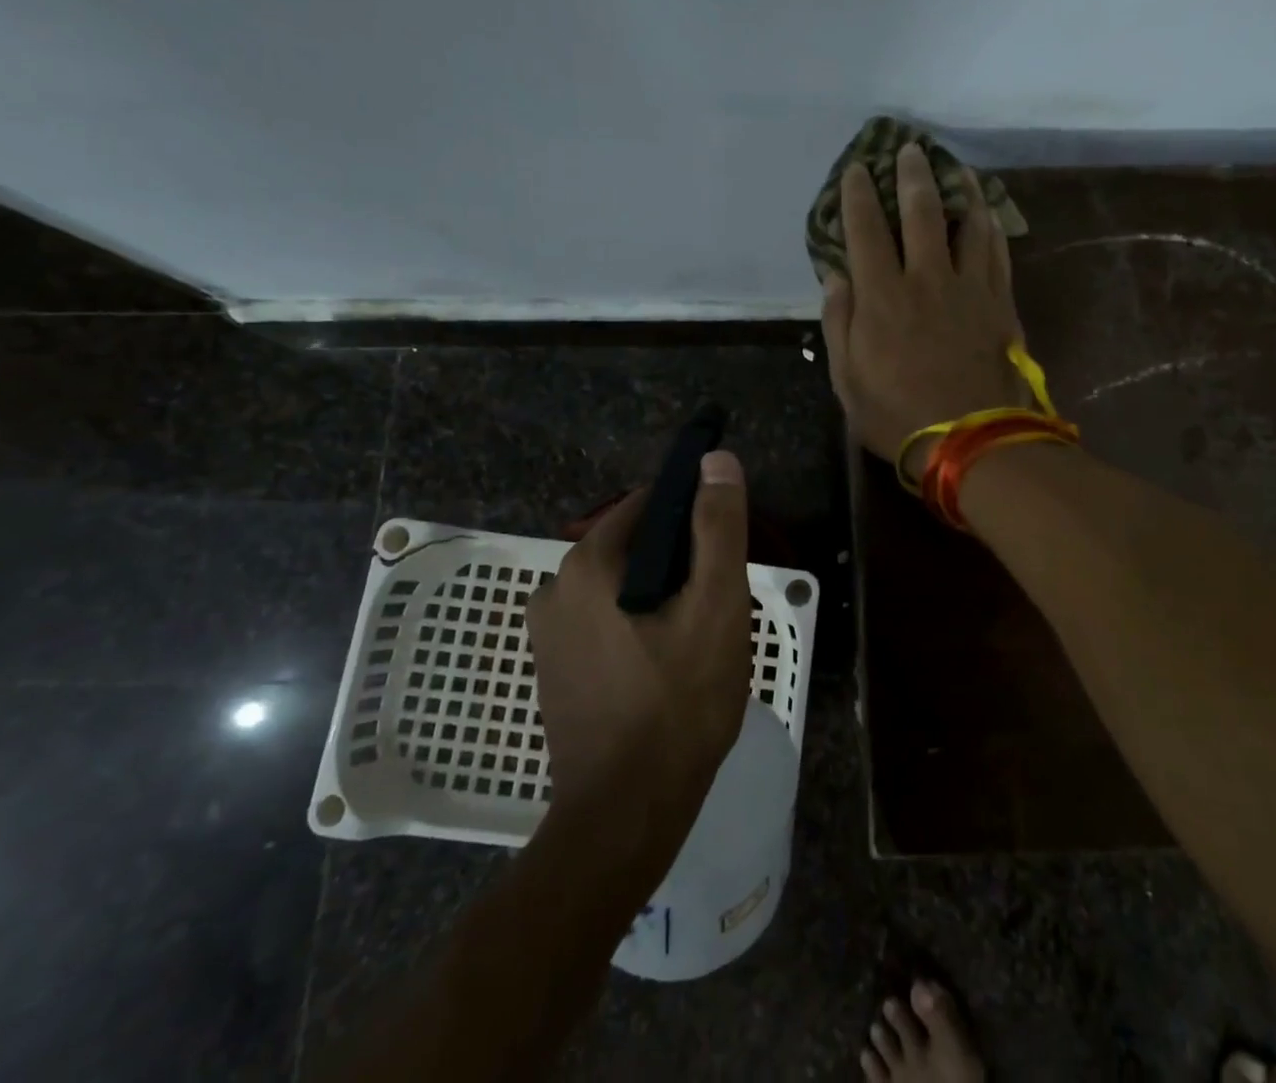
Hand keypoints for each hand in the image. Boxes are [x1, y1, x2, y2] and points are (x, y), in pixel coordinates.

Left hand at [528, 452, 751, 819]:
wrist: (625, 816)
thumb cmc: (678, 702)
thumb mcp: (716, 606)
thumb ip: (718, 527)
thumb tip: (716, 459)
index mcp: (587, 564)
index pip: (649, 505)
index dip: (696, 516)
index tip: (726, 550)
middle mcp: (555, 589)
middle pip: (636, 547)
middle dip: (682, 563)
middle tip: (720, 604)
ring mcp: (549, 635)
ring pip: (624, 587)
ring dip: (663, 597)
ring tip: (701, 638)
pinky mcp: (556, 670)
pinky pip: (607, 622)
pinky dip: (640, 625)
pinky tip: (669, 665)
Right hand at [822, 143, 1026, 476]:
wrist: (973, 443)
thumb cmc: (898, 417)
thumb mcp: (848, 381)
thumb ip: (839, 323)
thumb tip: (836, 276)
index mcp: (882, 298)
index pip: (866, 231)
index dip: (858, 196)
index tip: (856, 170)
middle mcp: (926, 280)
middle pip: (921, 213)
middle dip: (912, 175)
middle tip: (910, 148)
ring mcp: (969, 288)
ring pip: (968, 223)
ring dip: (960, 189)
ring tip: (956, 167)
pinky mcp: (1000, 303)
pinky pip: (997, 252)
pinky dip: (991, 225)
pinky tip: (988, 211)